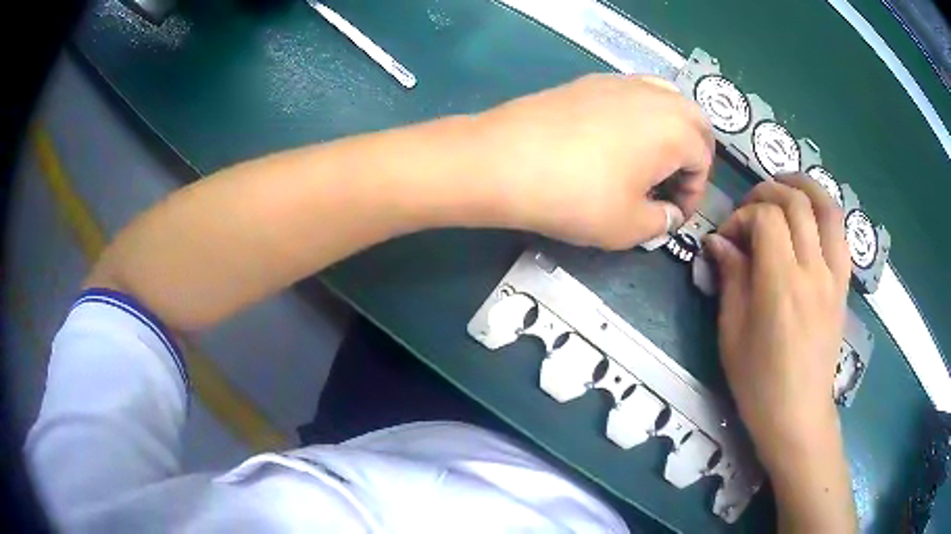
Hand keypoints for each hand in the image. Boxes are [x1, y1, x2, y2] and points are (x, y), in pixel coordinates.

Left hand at [474, 74, 713, 248]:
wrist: (503, 160)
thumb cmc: (575, 197)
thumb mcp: (628, 226)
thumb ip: (661, 221)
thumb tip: (668, 214)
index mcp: (675, 130)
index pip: (703, 160)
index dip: (693, 194)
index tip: (672, 215)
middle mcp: (654, 96)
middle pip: (694, 120)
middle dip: (694, 154)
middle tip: (674, 183)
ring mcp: (620, 83)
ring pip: (666, 98)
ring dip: (672, 128)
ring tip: (654, 158)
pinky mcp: (589, 81)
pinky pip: (634, 92)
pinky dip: (643, 113)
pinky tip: (620, 138)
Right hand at [704, 175, 850, 467]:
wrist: (798, 414)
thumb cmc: (758, 382)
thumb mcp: (732, 334)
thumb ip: (731, 278)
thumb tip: (719, 241)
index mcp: (781, 286)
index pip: (767, 219)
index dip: (743, 216)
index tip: (728, 237)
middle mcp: (813, 272)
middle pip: (797, 202)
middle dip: (768, 193)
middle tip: (750, 208)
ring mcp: (834, 277)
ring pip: (828, 208)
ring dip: (804, 187)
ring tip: (784, 187)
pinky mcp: (844, 286)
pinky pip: (840, 234)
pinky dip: (825, 211)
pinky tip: (810, 216)